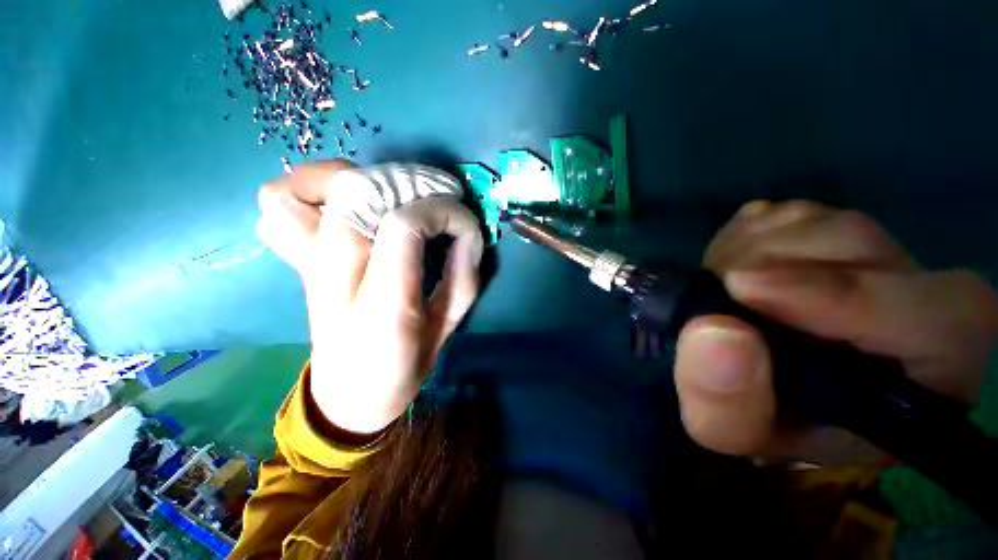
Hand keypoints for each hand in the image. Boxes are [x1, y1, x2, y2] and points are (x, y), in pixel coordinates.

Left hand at [256, 161, 483, 433]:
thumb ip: (462, 275)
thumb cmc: (405, 365)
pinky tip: (344, 201)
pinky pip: (278, 203)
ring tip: (391, 194)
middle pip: (357, 196)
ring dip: (357, 177)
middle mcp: (335, 280)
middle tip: (437, 198)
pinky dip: (309, 186)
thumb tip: (467, 230)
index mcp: (383, 307)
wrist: (350, 396)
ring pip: (306, 189)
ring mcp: (308, 266)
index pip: (403, 227)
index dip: (439, 211)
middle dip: (408, 185)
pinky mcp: (298, 262)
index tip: (462, 221)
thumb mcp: (447, 326)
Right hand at [674, 201, 997, 462]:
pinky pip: (779, 214)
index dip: (837, 294)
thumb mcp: (736, 432)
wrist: (780, 390)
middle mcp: (920, 294)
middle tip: (711, 290)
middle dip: (765, 263)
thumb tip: (713, 332)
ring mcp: (874, 250)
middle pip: (852, 244)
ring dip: (743, 250)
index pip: (928, 313)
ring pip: (812, 221)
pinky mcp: (827, 229)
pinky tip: (729, 268)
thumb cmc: (773, 422)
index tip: (744, 288)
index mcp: (933, 370)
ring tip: (718, 288)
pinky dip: (738, 236)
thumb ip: (726, 404)